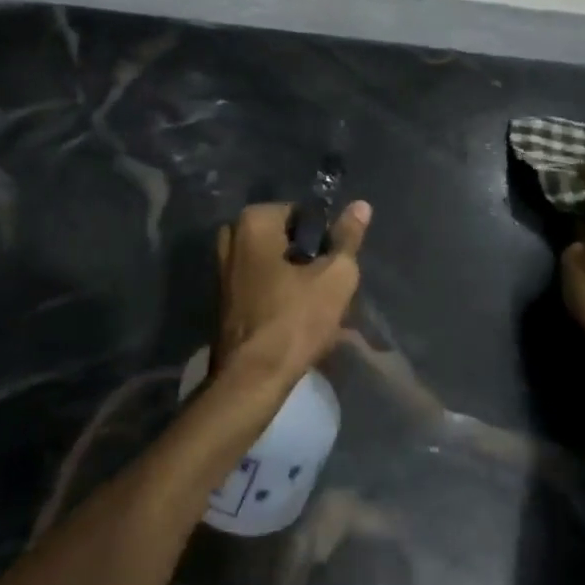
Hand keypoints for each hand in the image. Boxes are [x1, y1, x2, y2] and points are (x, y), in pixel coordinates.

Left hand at [213, 201, 369, 388]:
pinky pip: (261, 284)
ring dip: (297, 281)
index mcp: (253, 221)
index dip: (325, 240)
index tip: (334, 268)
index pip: (304, 216)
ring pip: (274, 264)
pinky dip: (279, 296)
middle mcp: (231, 236)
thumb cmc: (295, 320)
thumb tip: (361, 205)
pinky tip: (297, 321)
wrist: (251, 379)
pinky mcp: (223, 296)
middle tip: (328, 291)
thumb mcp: (335, 277)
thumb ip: (348, 238)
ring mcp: (222, 267)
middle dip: (310, 261)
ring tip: (317, 310)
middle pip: (287, 240)